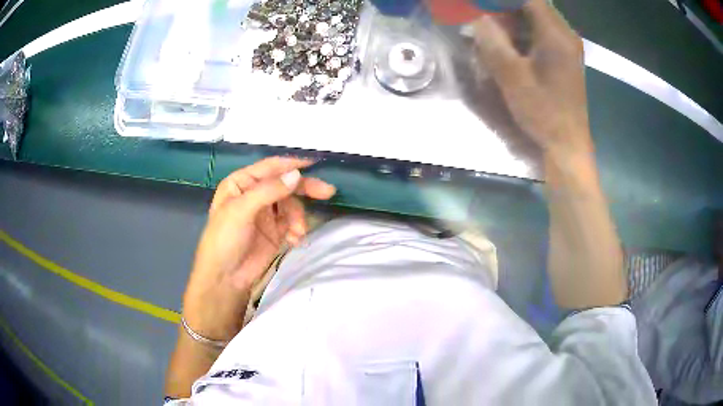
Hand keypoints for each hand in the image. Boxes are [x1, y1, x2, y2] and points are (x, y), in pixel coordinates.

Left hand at [183, 157, 335, 339]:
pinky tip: (295, 240)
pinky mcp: (276, 231)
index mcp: (242, 183)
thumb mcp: (241, 210)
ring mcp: (266, 213)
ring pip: (292, 205)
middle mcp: (255, 194)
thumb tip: (297, 175)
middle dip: (305, 189)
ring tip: (298, 232)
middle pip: (285, 184)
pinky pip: (293, 222)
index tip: (315, 165)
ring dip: (299, 217)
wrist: (225, 278)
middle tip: (328, 192)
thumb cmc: (224, 239)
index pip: (270, 167)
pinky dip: (298, 229)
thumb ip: (269, 190)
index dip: (291, 164)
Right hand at [473, 0, 591, 159]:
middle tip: (484, 20)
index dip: (503, 0)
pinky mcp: (566, 59)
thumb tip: (478, 18)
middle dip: (506, 9)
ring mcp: (567, 47)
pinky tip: (510, 47)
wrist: (567, 144)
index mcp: (556, 34)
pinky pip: (542, 35)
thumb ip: (492, 41)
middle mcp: (565, 35)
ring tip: (493, 33)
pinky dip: (524, 35)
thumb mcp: (511, 75)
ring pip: (537, 20)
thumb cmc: (542, 111)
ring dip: (514, 22)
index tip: (483, 7)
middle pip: (533, 7)